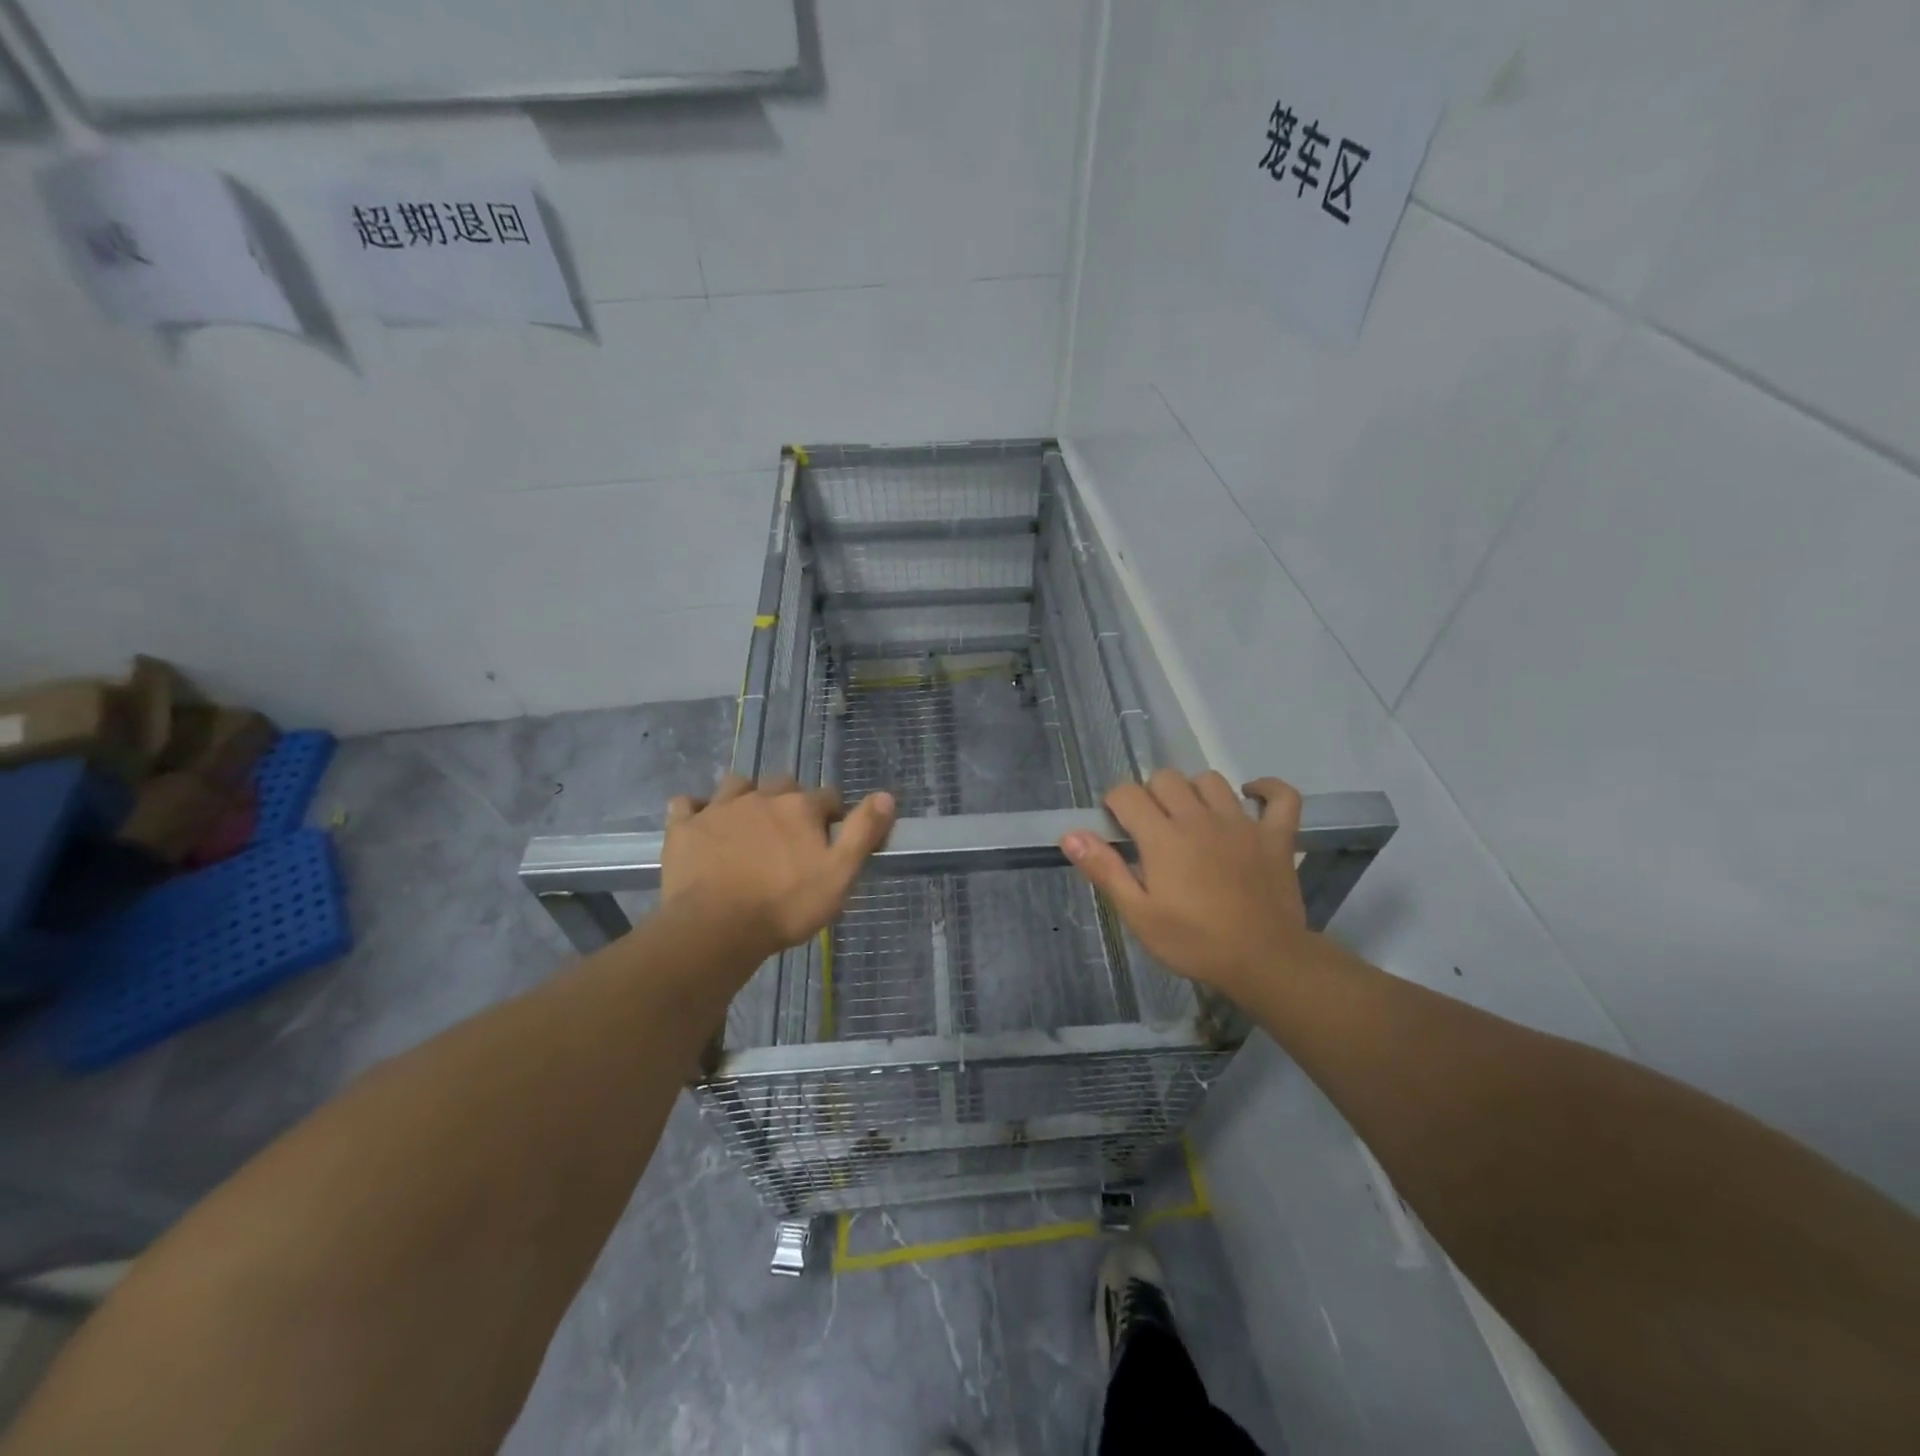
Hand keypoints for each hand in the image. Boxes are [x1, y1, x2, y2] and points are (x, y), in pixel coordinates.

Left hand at [661, 775, 896, 961]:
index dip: (832, 813)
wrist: (716, 927)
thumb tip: (887, 795)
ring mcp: (719, 809)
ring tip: (747, 820)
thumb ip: (863, 832)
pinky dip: (695, 809)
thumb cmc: (786, 905)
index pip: (827, 797)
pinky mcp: (684, 828)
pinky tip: (700, 823)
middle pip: (782, 784)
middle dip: (790, 799)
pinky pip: (686, 804)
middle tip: (790, 831)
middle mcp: (761, 798)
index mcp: (800, 808)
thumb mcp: (840, 875)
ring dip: (745, 795)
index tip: (831, 835)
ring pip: (736, 784)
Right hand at [1061, 770, 1310, 1000]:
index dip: (1115, 803)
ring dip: (1195, 790)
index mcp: (1163, 837)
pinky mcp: (1276, 836)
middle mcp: (1199, 818)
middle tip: (1151, 828)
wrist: (1264, 961)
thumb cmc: (1194, 942)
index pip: (1127, 793)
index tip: (1116, 827)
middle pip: (1166, 778)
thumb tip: (1070, 834)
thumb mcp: (1139, 915)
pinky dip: (1267, 790)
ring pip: (1211, 780)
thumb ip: (1105, 870)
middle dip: (1150, 795)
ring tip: (1190, 817)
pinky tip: (1251, 797)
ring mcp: (1242, 823)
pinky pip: (1281, 796)